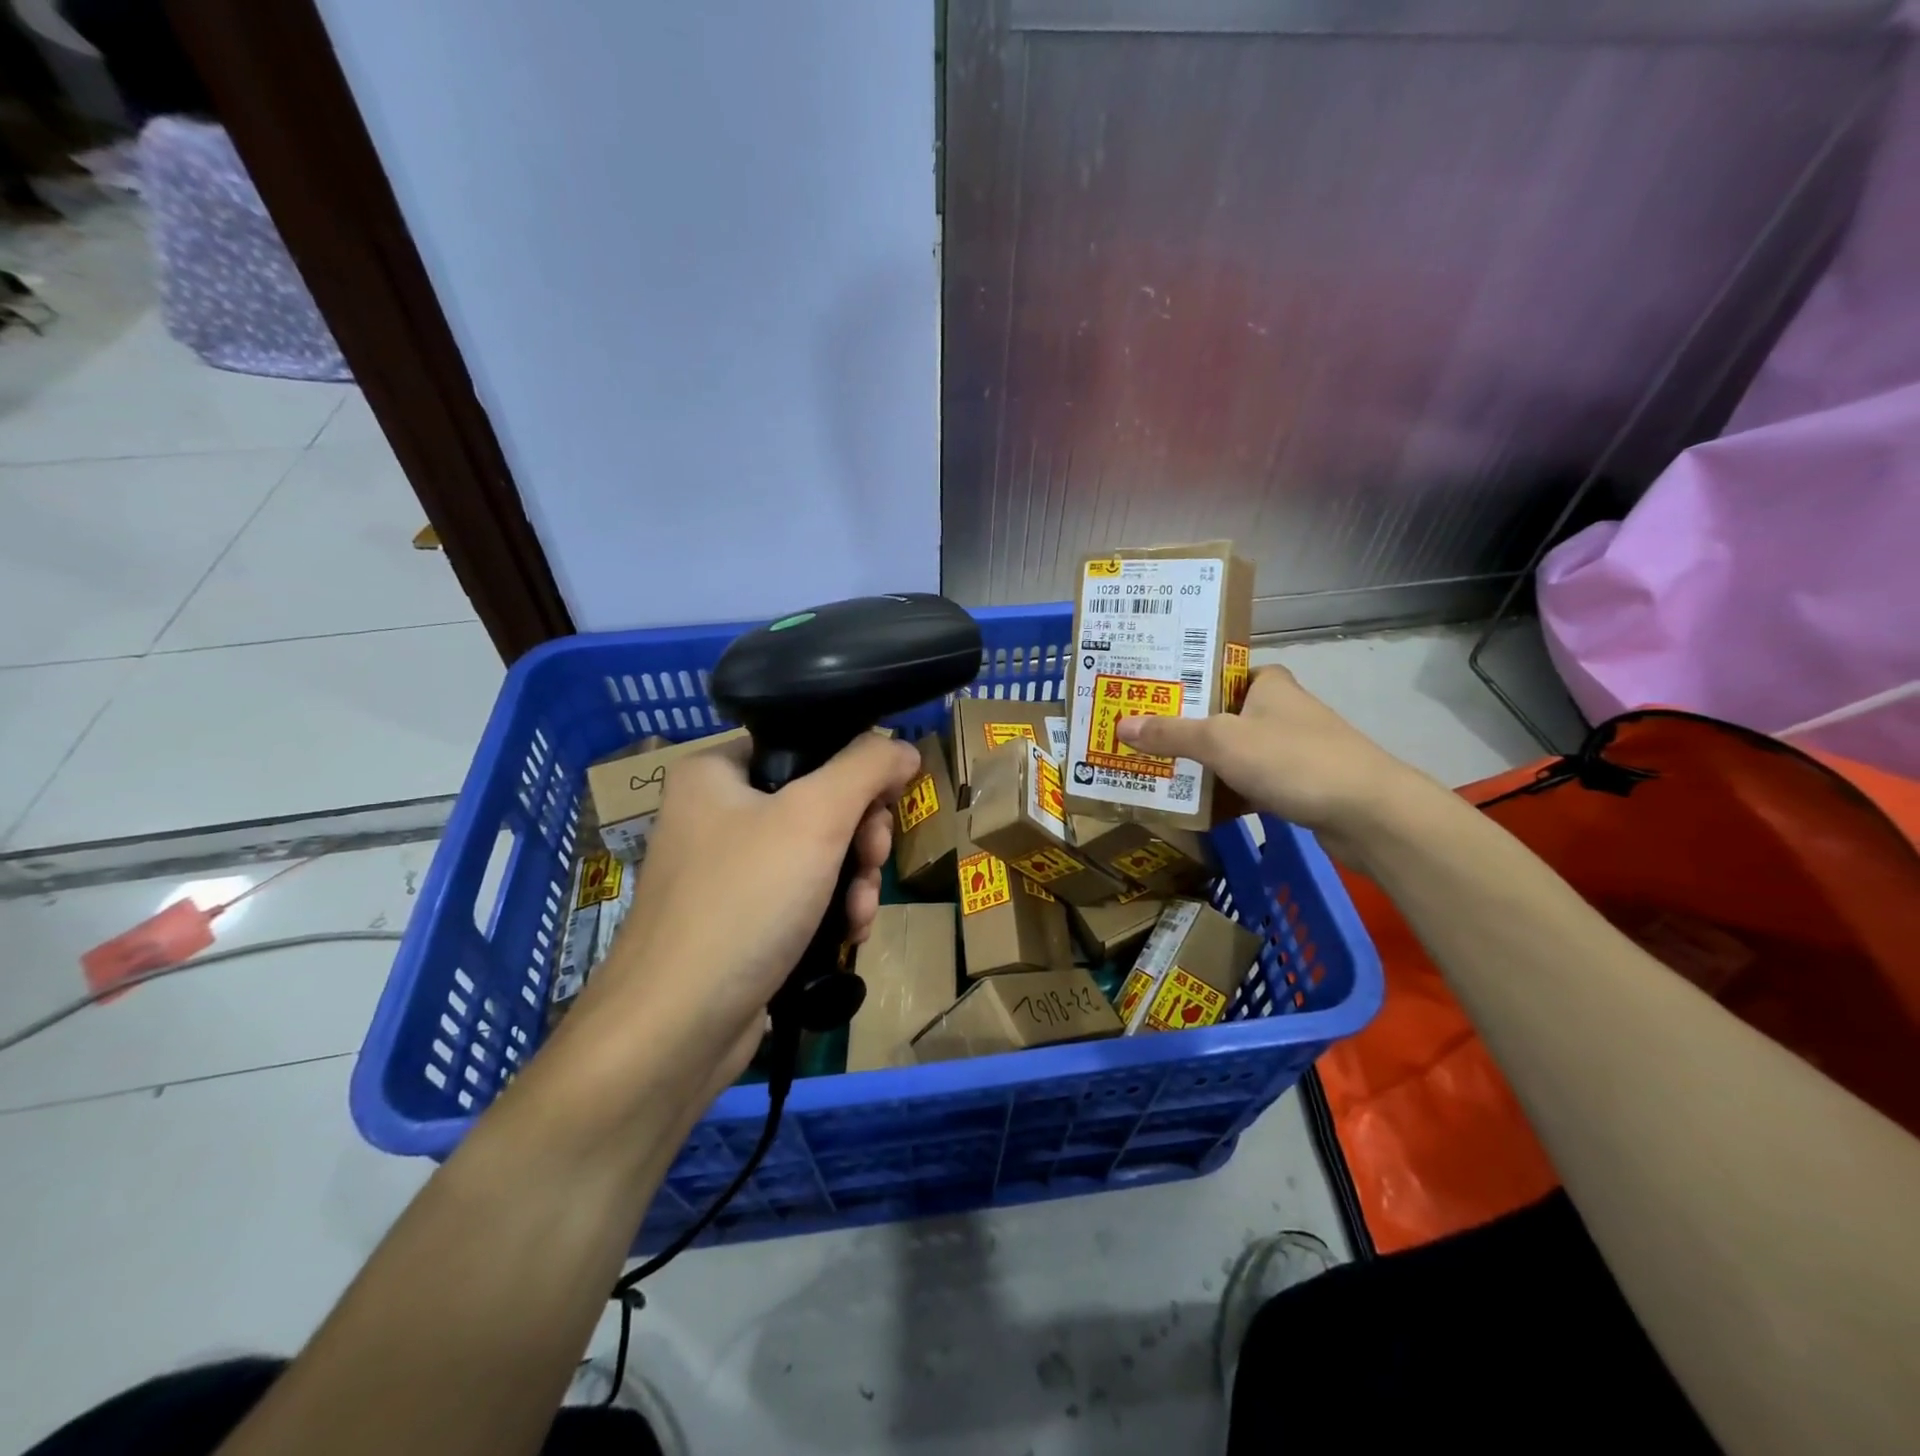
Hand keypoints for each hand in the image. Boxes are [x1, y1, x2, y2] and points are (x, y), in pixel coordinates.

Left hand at [564, 731, 920, 1102]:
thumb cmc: (743, 902)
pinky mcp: (741, 920)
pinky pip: (803, 896)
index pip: (806, 744)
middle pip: (819, 802)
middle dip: (861, 836)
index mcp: (716, 772)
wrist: (676, 1029)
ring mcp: (728, 871)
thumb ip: (865, 768)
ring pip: (819, 854)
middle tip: (874, 859)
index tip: (887, 801)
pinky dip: (832, 910)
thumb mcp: (814, 817)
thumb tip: (903, 748)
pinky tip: (849, 934)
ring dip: (856, 879)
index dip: (856, 768)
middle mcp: (717, 813)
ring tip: (861, 911)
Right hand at [1116, 665, 1438, 864]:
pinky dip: (1223, 795)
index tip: (1145, 696)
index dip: (1181, 683)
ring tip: (1153, 771)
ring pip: (1232, 753)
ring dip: (1200, 765)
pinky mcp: (1297, 785)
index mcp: (1267, 684)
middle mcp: (1279, 710)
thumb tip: (1120, 725)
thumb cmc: (1292, 759)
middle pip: (1218, 716)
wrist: (1368, 813)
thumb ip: (1170, 733)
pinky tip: (1193, 809)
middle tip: (1136, 737)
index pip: (1217, 673)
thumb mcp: (1221, 741)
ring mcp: (1290, 750)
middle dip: (1180, 729)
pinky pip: (1247, 784)